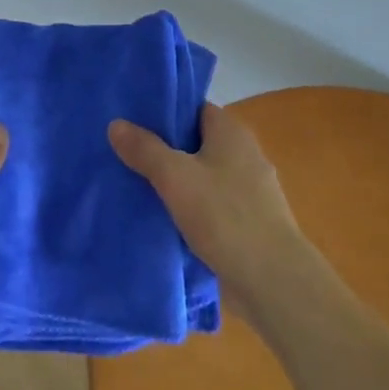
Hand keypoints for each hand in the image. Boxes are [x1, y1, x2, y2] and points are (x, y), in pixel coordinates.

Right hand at [109, 103, 304, 301]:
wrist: (272, 281)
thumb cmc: (224, 215)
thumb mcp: (174, 176)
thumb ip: (145, 149)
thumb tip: (116, 124)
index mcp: (232, 132)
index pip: (194, 109)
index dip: (165, 112)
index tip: (133, 121)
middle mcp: (245, 154)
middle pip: (197, 143)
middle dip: (165, 149)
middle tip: (126, 154)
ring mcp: (251, 191)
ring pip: (203, 176)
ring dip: (177, 182)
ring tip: (137, 186)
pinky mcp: (249, 223)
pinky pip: (212, 205)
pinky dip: (191, 209)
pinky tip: (164, 219)